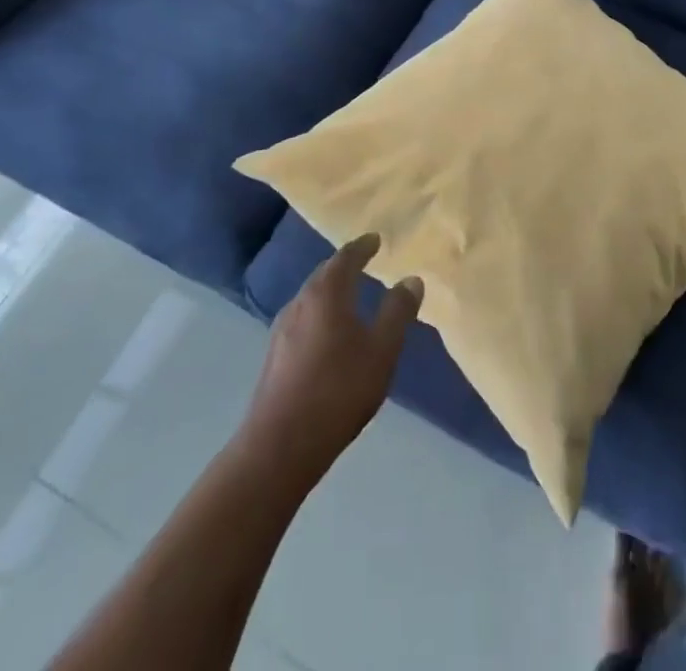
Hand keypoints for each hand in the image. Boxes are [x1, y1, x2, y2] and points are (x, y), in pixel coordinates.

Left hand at [242, 234, 422, 482]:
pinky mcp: (274, 356)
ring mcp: (281, 329)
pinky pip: (303, 319)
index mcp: (326, 293)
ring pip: (311, 297)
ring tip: (350, 296)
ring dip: (331, 291)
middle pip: (324, 274)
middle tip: (364, 262)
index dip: (363, 247)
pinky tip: (329, 333)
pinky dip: (320, 314)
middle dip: (345, 266)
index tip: (376, 239)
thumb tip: (412, 279)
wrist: (279, 446)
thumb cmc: (338, 390)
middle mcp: (300, 302)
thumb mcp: (382, 350)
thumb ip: (397, 312)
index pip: (346, 257)